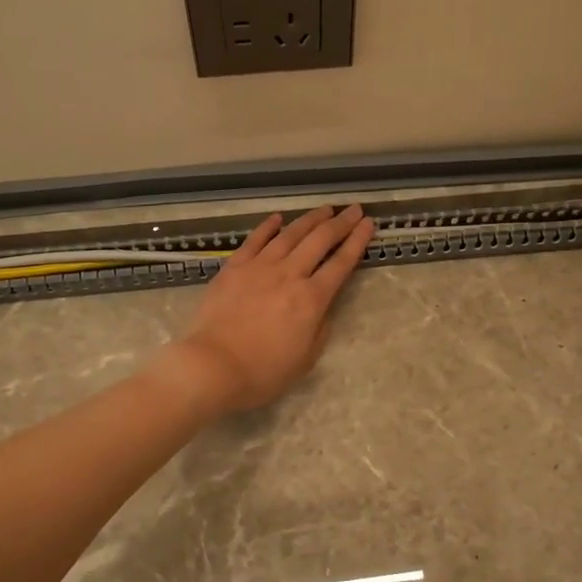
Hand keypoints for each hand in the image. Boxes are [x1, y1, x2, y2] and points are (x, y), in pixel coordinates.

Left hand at [163, 204, 374, 413]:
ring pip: (290, 234)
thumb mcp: (306, 358)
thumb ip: (320, 326)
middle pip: (320, 240)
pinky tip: (278, 218)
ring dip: (311, 219)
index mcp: (312, 299)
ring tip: (325, 208)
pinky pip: (255, 240)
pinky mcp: (234, 267)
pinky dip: (268, 226)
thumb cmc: (263, 372)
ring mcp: (260, 267)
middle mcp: (290, 274)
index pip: (341, 263)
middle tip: (354, 210)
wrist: (213, 366)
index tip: (369, 224)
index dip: (357, 241)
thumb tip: (323, 305)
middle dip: (340, 223)